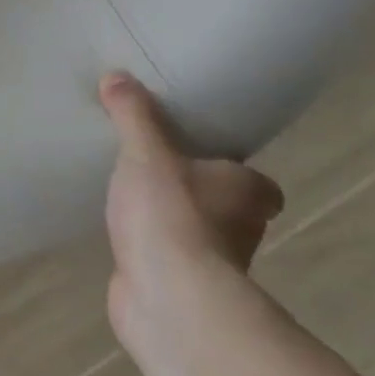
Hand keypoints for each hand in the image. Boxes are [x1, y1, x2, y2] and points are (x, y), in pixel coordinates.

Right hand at [100, 71, 283, 358]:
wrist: (168, 300)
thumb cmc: (171, 215)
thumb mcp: (145, 152)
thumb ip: (133, 114)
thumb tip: (117, 75)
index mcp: (245, 190)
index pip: (258, 182)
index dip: (237, 171)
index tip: (207, 156)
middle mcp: (240, 229)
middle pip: (229, 207)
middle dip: (202, 194)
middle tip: (162, 170)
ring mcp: (213, 266)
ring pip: (198, 236)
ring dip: (175, 224)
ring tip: (135, 198)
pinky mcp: (182, 291)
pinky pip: (167, 260)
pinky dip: (152, 251)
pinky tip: (124, 236)